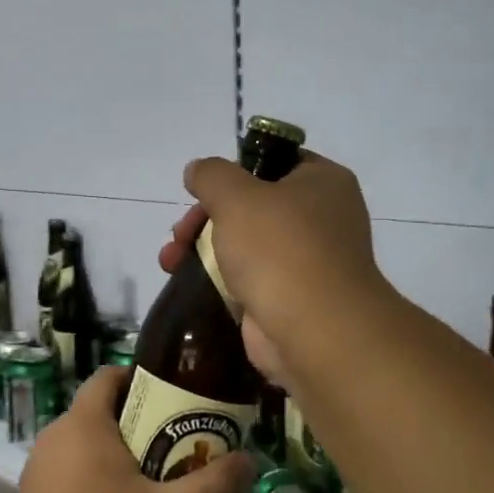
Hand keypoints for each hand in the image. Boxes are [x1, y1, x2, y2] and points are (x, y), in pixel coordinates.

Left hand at [0, 366, 252, 492]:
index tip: (177, 399)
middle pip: (105, 415)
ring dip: (124, 463)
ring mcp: (40, 472)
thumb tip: (249, 460)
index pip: (110, 375)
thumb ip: (213, 487)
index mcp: (83, 423)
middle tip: (183, 451)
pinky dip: (101, 488)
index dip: (143, 379)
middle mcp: (56, 437)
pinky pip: (75, 480)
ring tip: (162, 491)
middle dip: (145, 428)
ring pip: (90, 452)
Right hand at [158, 149, 382, 382]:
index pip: (277, 160)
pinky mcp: (290, 298)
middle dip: (206, 216)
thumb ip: (211, 175)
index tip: (204, 186)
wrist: (315, 332)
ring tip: (170, 260)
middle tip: (180, 231)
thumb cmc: (280, 249)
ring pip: (245, 243)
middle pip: (252, 205)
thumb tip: (198, 170)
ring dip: (202, 247)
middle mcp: (322, 218)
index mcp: (323, 182)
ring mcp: (308, 261)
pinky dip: (216, 279)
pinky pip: (246, 278)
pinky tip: (184, 280)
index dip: (237, 168)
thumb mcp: (235, 196)